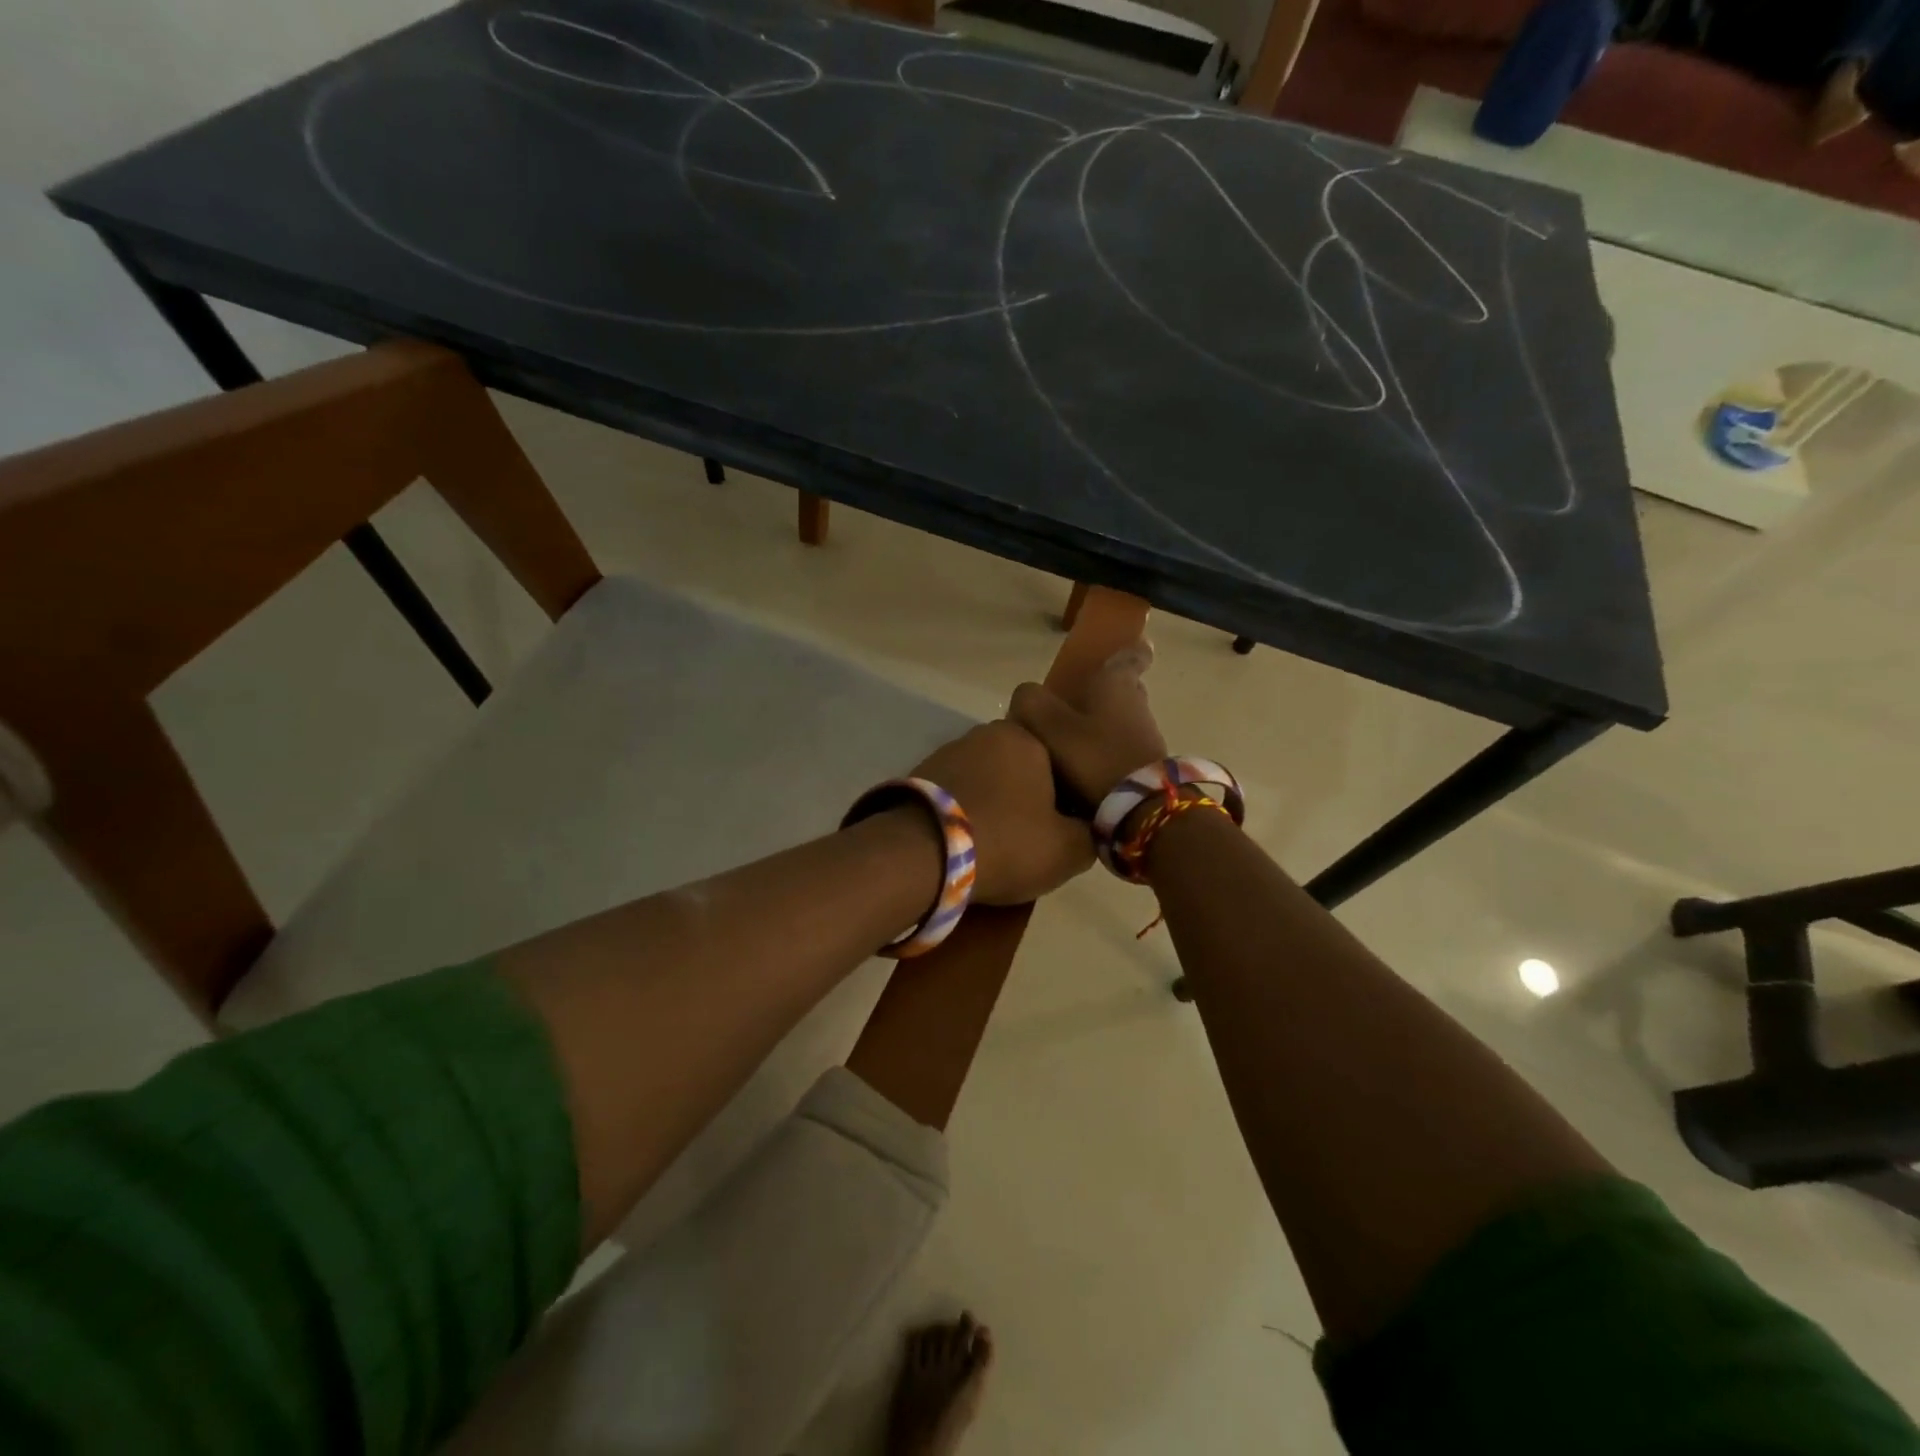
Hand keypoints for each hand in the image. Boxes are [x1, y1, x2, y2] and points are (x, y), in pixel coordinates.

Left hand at [912, 721, 1094, 903]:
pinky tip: (964, 841)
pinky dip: (964, 812)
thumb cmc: (1005, 843)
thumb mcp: (1068, 850)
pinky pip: (955, 793)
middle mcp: (985, 733)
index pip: (1060, 761)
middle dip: (1027, 797)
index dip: (1066, 797)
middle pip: (1020, 767)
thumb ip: (1091, 834)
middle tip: (1030, 838)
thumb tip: (1089, 828)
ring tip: (993, 844)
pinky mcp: (918, 775)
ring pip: (986, 779)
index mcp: (1026, 738)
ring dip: (993, 804)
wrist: (920, 855)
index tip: (1062, 829)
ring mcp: (947, 751)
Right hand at [1008, 641, 1165, 806]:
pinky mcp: (1146, 766)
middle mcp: (1137, 704)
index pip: (1131, 656)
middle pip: (1124, 689)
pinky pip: (1121, 748)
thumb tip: (1025, 697)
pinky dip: (1105, 751)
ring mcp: (1145, 737)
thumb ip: (1030, 702)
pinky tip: (1083, 767)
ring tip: (1071, 740)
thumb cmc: (1095, 756)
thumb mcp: (1049, 725)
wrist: (1140, 809)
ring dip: (1101, 725)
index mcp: (1117, 683)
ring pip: (1121, 720)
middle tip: (1077, 700)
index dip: (1131, 649)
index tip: (1135, 646)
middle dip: (1104, 691)